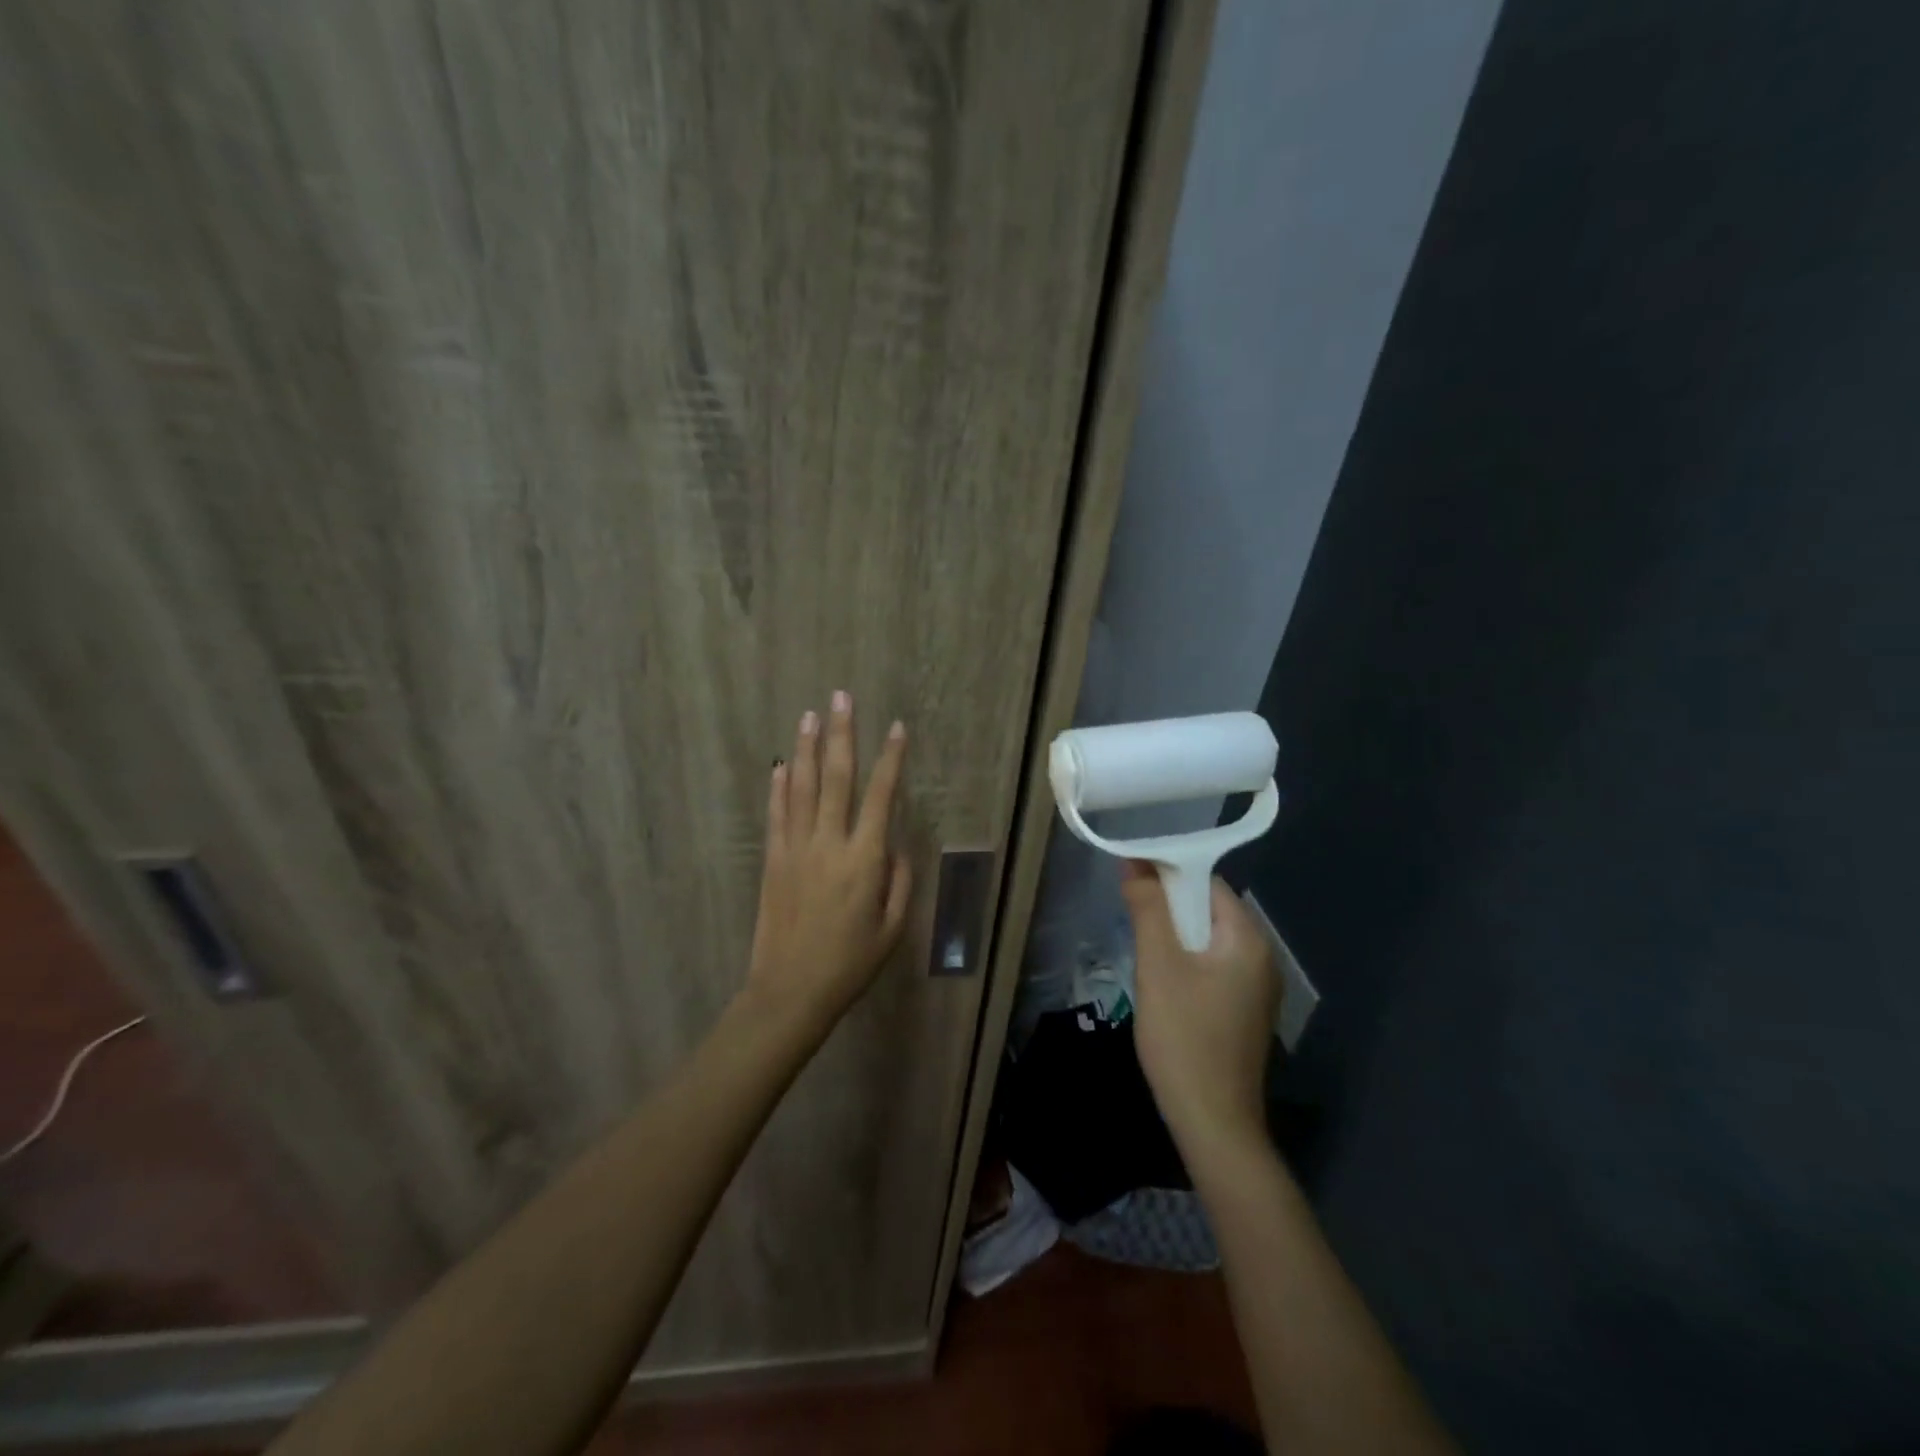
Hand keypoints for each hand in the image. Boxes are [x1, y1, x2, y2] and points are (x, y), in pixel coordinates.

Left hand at [742, 692, 911, 1033]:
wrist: (790, 992)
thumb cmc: (850, 964)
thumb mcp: (892, 929)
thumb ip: (899, 881)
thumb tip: (895, 844)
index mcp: (865, 859)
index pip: (881, 796)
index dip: (891, 759)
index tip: (897, 727)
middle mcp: (829, 843)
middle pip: (836, 777)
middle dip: (841, 734)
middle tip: (841, 697)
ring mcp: (796, 848)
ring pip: (800, 787)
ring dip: (805, 748)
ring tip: (809, 715)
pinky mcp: (773, 860)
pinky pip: (776, 814)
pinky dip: (778, 787)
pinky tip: (780, 764)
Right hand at [1122, 861, 1277, 1152]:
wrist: (1213, 1123)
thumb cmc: (1184, 1038)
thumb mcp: (1159, 966)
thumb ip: (1149, 910)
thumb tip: (1135, 864)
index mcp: (1249, 940)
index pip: (1208, 884)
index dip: (1167, 874)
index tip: (1130, 877)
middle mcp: (1262, 958)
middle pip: (1210, 910)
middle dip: (1169, 906)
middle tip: (1130, 915)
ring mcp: (1257, 989)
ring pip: (1209, 941)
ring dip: (1175, 934)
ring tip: (1141, 946)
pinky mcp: (1244, 1012)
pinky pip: (1213, 967)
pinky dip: (1186, 961)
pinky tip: (1162, 980)